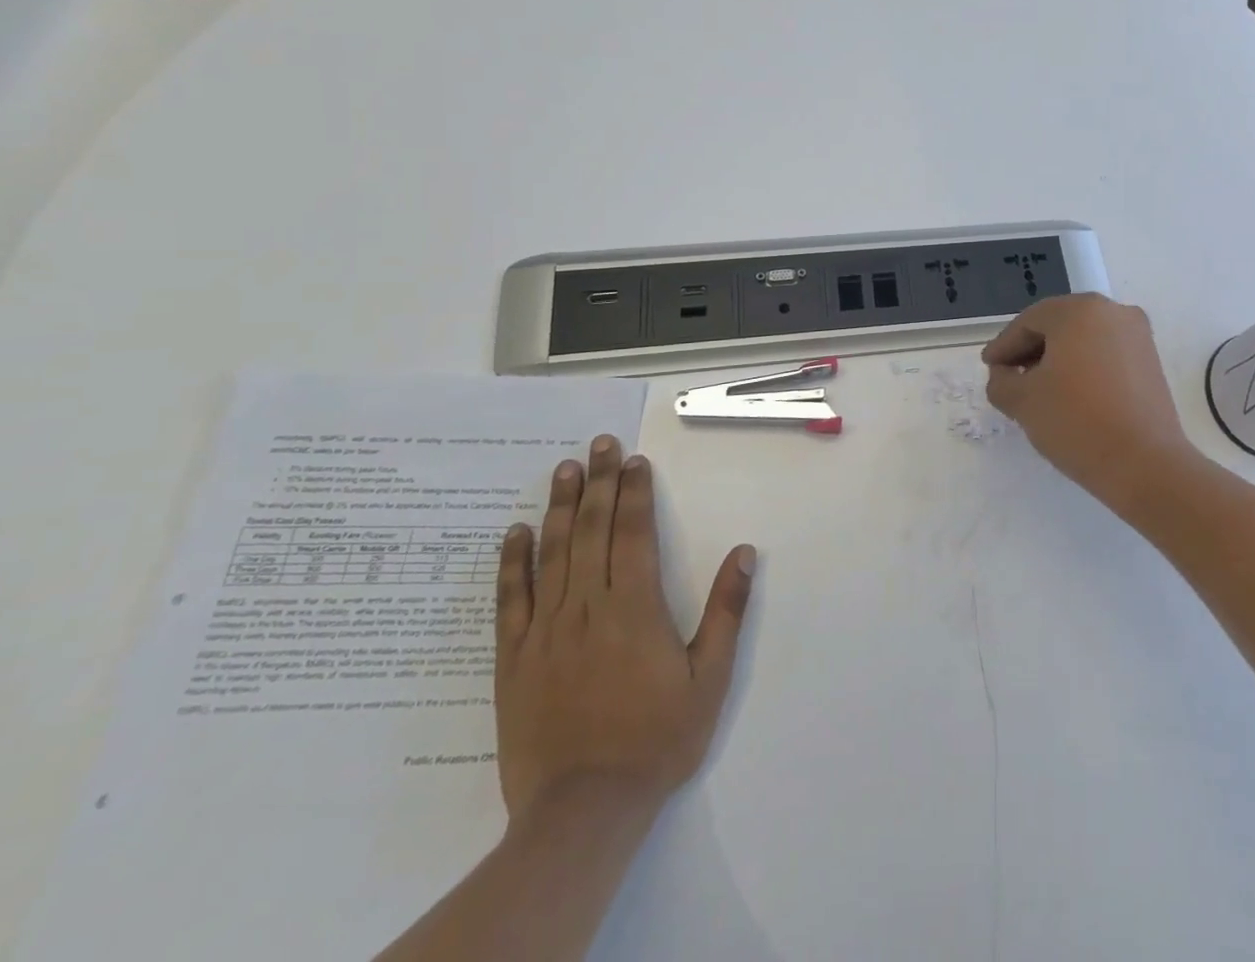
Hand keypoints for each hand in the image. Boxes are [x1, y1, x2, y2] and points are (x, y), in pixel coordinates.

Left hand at [494, 435, 755, 826]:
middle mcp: (588, 607)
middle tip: (599, 444)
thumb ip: (726, 612)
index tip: (634, 461)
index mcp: (635, 608)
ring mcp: (546, 631)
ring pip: (551, 554)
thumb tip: (744, 553)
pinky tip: (513, 533)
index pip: (634, 533)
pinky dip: (511, 563)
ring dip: (558, 507)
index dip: (635, 493)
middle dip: (598, 483)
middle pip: (591, 530)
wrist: (583, 811)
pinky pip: (510, 600)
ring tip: (564, 469)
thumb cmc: (656, 741)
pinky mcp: (513, 659)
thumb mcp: (709, 679)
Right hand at [982, 294, 1191, 513]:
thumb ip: (1000, 381)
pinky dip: (1083, 368)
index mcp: (1080, 310)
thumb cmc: (1076, 421)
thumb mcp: (1022, 401)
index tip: (988, 367)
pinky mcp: (1151, 363)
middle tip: (1008, 376)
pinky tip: (1069, 396)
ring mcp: (1138, 336)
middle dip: (1030, 350)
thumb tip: (1005, 375)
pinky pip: (1105, 355)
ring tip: (1037, 390)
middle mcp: (1113, 312)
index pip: (1029, 322)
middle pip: (1058, 325)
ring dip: (1057, 360)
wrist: (1145, 465)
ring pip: (1083, 340)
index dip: (1004, 346)